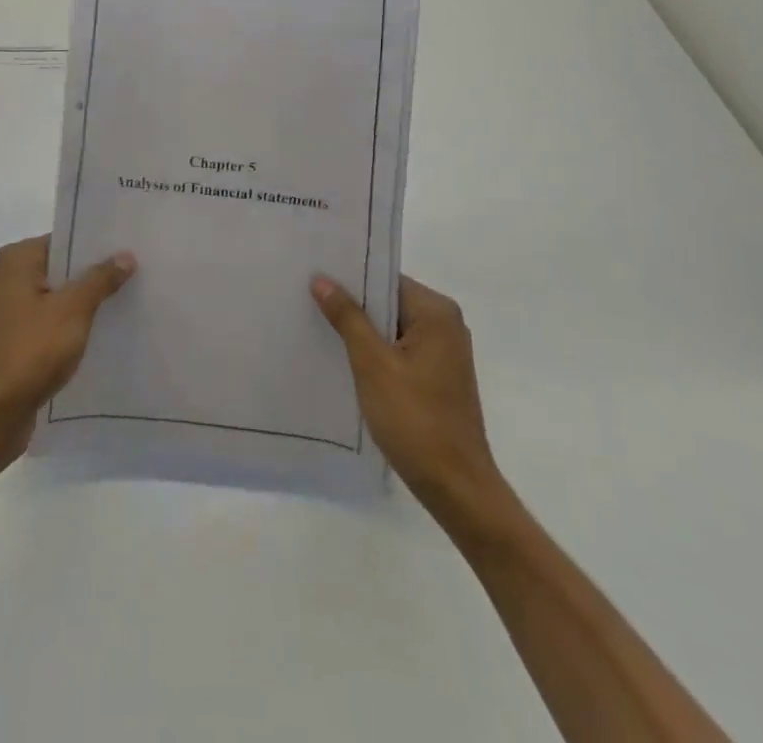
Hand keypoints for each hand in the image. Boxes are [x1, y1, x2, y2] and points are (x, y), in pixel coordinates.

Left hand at [0, 235, 135, 460]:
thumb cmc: (31, 350)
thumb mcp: (72, 310)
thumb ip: (99, 280)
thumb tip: (125, 255)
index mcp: (18, 259)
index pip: (65, 240)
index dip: (97, 245)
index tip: (131, 246)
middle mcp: (12, 278)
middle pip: (63, 268)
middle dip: (96, 273)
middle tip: (139, 272)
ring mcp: (15, 311)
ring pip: (61, 297)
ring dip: (88, 302)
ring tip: (130, 299)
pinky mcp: (20, 340)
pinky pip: (55, 322)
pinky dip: (76, 325)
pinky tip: (106, 331)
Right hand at [312, 274, 510, 518]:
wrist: (456, 488)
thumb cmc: (415, 419)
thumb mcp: (372, 364)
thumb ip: (348, 317)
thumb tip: (322, 279)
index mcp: (436, 312)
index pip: (385, 278)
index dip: (350, 277)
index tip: (313, 274)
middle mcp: (445, 325)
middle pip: (389, 301)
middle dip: (352, 303)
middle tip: (306, 296)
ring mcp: (443, 353)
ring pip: (391, 328)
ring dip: (360, 330)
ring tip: (316, 323)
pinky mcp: (437, 377)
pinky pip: (398, 350)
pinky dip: (374, 352)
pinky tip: (342, 358)